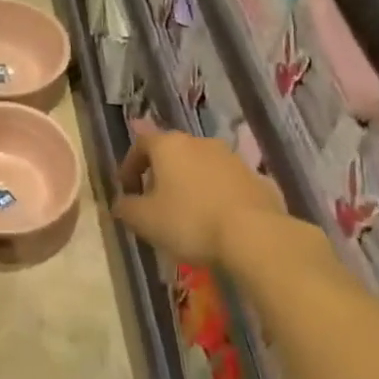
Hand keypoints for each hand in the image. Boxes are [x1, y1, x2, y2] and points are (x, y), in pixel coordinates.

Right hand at [114, 131, 285, 265]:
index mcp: (169, 145)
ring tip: (188, 214)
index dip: (130, 165)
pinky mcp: (257, 178)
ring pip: (202, 166)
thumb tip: (121, 203)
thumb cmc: (189, 221)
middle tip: (155, 202)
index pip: (141, 143)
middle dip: (161, 174)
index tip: (127, 189)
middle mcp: (200, 142)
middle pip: (173, 153)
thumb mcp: (145, 220)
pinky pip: (228, 183)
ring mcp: (232, 158)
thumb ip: (126, 208)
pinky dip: (217, 196)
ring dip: (191, 184)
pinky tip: (218, 220)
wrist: (254, 235)